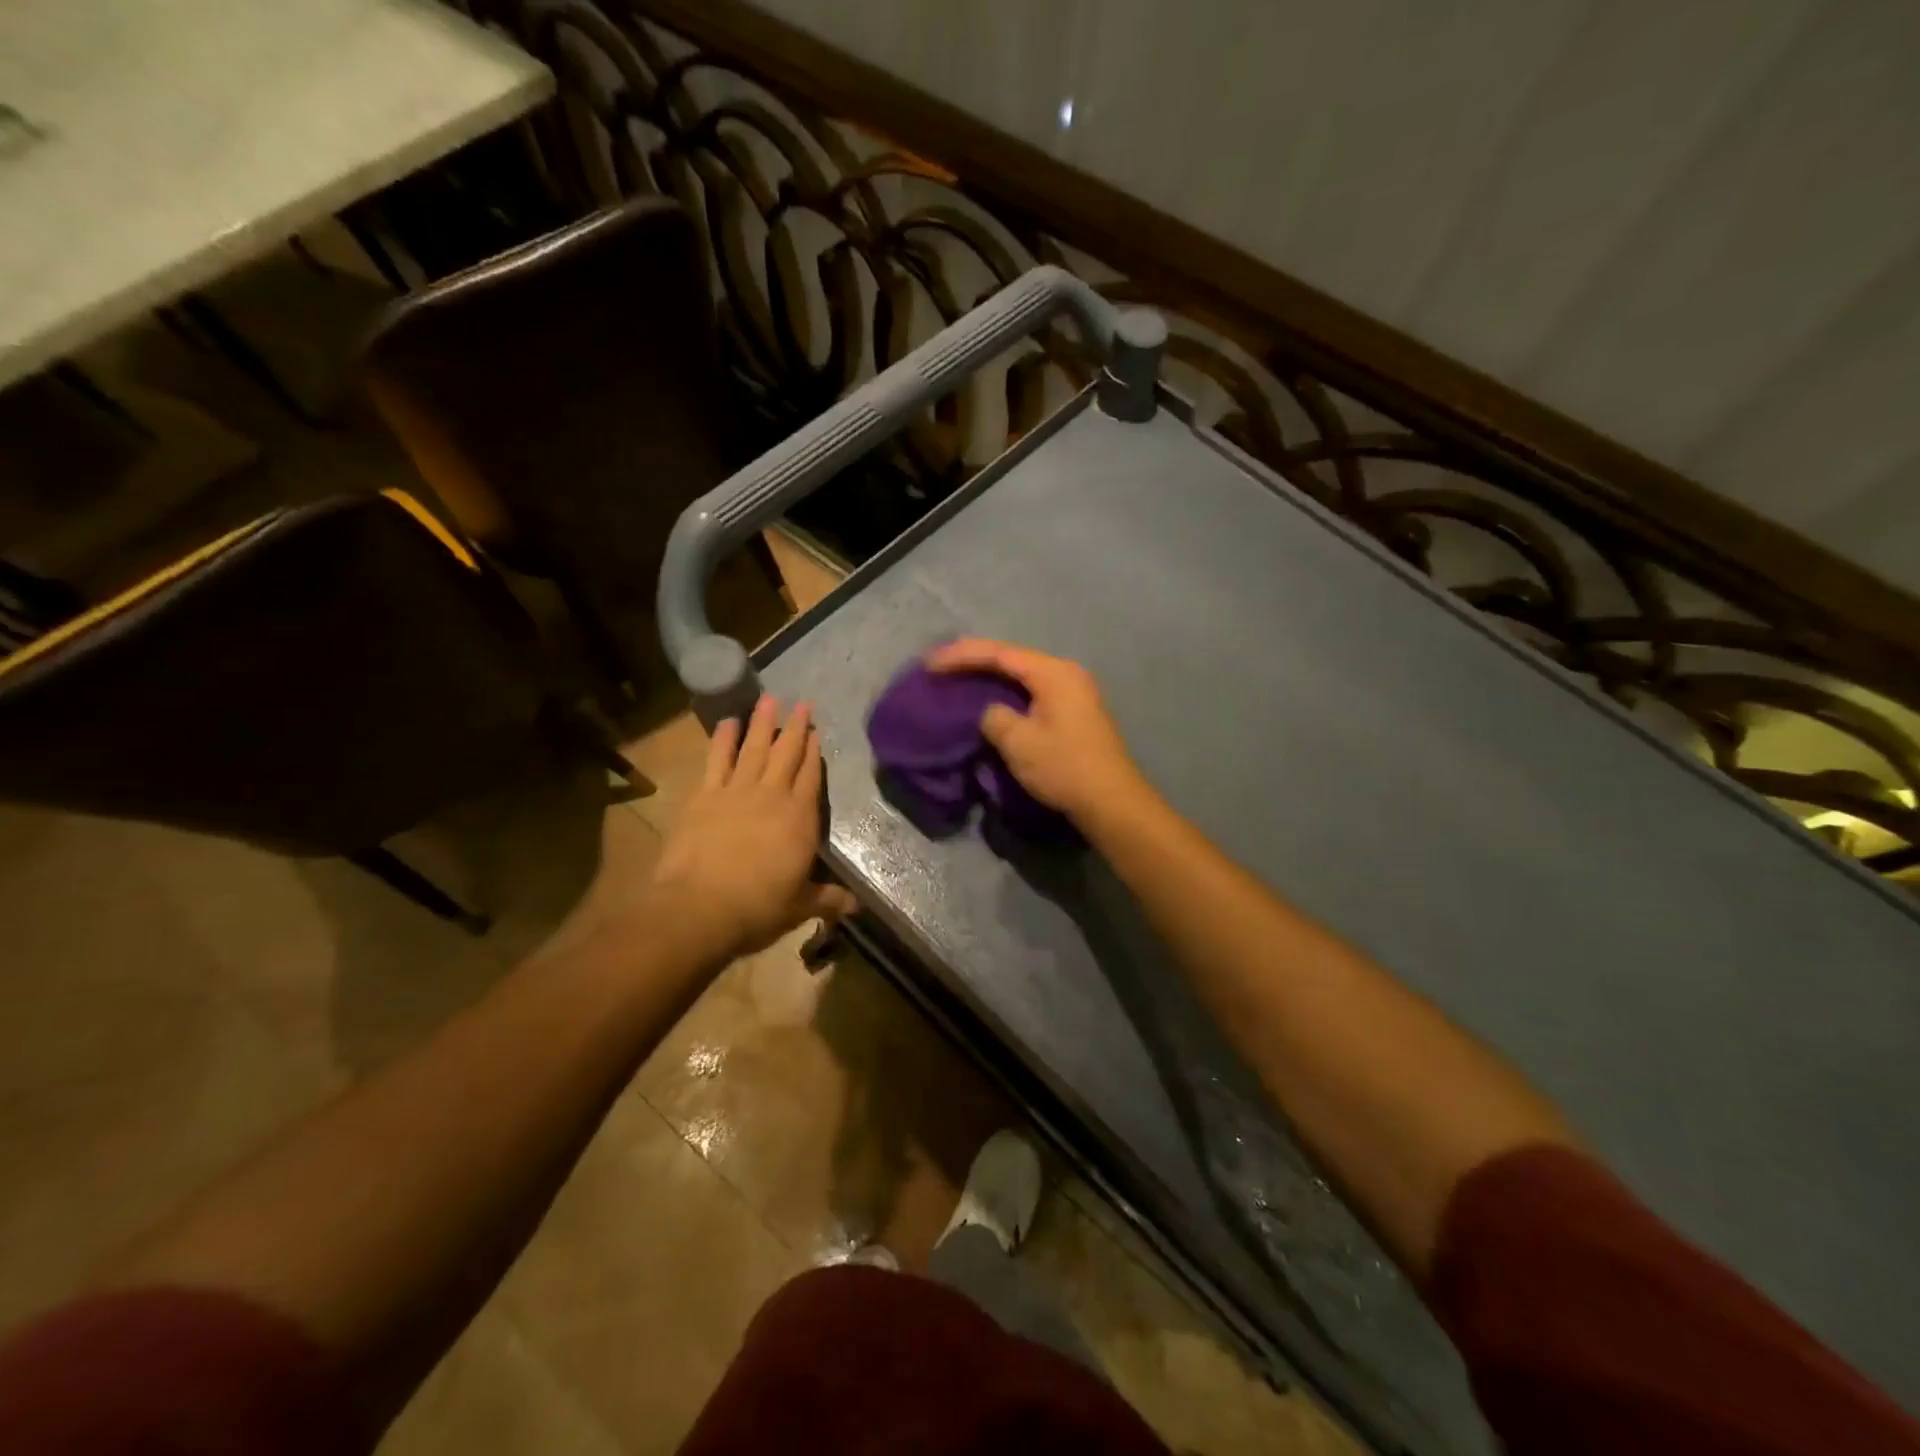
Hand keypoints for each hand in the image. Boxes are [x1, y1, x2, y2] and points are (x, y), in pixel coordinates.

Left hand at [652, 698, 856, 962]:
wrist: (700, 907)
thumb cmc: (758, 907)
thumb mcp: (799, 906)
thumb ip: (827, 899)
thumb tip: (855, 906)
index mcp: (800, 819)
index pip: (811, 777)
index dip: (814, 754)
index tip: (817, 732)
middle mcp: (772, 796)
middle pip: (787, 754)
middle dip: (796, 728)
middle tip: (801, 703)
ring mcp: (737, 791)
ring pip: (755, 748)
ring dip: (762, 723)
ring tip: (769, 699)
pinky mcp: (705, 796)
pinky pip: (717, 759)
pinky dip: (723, 739)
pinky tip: (727, 722)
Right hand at [924, 639, 1147, 822]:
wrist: (1110, 801)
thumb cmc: (1064, 767)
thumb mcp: (1018, 742)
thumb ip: (994, 717)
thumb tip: (991, 712)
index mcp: (1053, 672)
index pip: (999, 654)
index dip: (961, 656)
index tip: (930, 664)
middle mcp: (1065, 673)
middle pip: (1012, 658)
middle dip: (974, 659)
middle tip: (940, 664)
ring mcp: (1073, 691)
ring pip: (1022, 674)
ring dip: (990, 675)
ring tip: (958, 676)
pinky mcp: (1074, 712)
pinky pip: (1032, 690)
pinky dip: (1007, 691)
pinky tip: (990, 697)